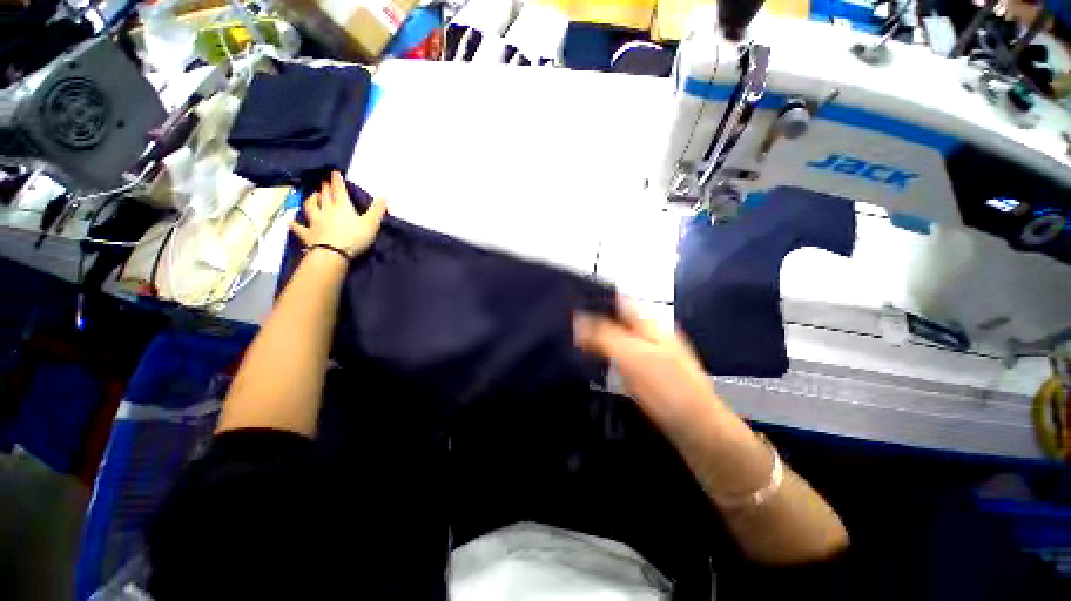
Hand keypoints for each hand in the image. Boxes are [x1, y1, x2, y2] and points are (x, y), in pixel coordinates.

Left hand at [289, 171, 385, 257]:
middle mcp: (327, 211)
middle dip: (325, 188)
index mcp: (343, 207)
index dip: (337, 181)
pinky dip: (294, 224)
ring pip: (311, 207)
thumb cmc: (354, 237)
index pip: (340, 190)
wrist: (333, 253)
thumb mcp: (371, 223)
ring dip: (311, 199)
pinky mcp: (308, 234)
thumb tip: (384, 197)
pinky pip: (299, 228)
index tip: (334, 172)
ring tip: (312, 194)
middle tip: (323, 181)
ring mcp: (315, 222)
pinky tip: (289, 221)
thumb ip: (377, 210)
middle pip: (325, 196)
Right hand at [574, 297, 721, 427]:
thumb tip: (577, 319)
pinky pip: (621, 355)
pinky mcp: (649, 372)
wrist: (698, 430)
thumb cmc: (666, 389)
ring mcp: (651, 352)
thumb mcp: (633, 357)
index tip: (569, 305)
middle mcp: (651, 332)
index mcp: (649, 322)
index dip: (595, 299)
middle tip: (566, 328)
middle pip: (616, 318)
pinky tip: (593, 363)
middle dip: (592, 321)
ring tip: (572, 343)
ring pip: (618, 337)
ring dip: (598, 339)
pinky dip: (606, 355)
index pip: (618, 299)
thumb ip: (604, 335)